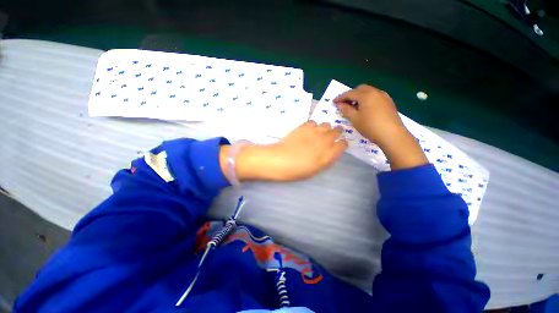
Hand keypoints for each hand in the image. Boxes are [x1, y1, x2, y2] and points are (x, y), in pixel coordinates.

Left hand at [220, 121, 347, 181]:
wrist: (280, 160)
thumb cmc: (296, 170)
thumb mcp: (315, 170)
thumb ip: (326, 159)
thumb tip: (331, 151)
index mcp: (328, 154)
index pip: (343, 144)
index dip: (342, 144)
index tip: (339, 145)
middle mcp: (324, 140)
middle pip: (337, 131)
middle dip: (337, 132)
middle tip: (332, 136)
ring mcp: (314, 132)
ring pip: (327, 124)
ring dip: (326, 128)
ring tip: (320, 132)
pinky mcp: (304, 126)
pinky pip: (313, 121)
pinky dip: (313, 125)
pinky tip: (309, 130)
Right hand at [333, 85, 427, 169]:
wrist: (392, 135)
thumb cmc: (370, 126)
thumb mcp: (355, 119)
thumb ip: (346, 110)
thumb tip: (340, 104)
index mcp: (366, 95)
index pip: (350, 93)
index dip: (340, 98)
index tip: (334, 102)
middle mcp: (375, 92)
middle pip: (360, 89)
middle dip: (351, 95)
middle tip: (345, 104)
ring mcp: (384, 96)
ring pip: (368, 92)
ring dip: (359, 97)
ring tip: (354, 107)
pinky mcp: (388, 102)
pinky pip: (375, 96)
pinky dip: (367, 99)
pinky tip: (365, 109)